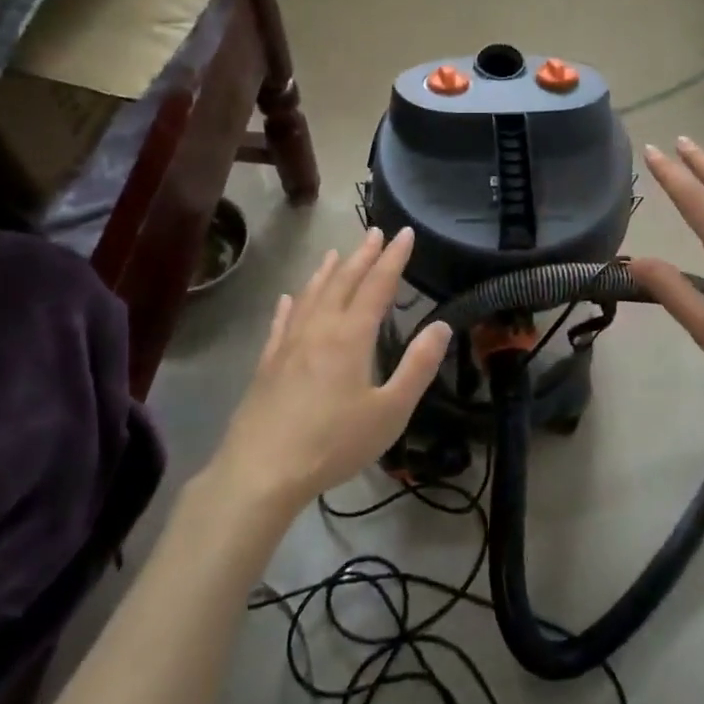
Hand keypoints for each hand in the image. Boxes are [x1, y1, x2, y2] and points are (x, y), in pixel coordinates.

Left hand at [212, 228, 451, 512]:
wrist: (261, 471)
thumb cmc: (334, 443)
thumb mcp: (390, 411)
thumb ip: (417, 366)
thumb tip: (441, 326)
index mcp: (351, 336)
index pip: (377, 285)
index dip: (393, 258)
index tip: (404, 232)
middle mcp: (319, 329)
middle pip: (342, 282)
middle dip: (362, 255)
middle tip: (374, 233)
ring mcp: (288, 344)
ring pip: (311, 296)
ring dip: (327, 271)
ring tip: (336, 253)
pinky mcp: (267, 364)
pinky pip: (281, 322)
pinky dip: (290, 304)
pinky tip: (289, 298)